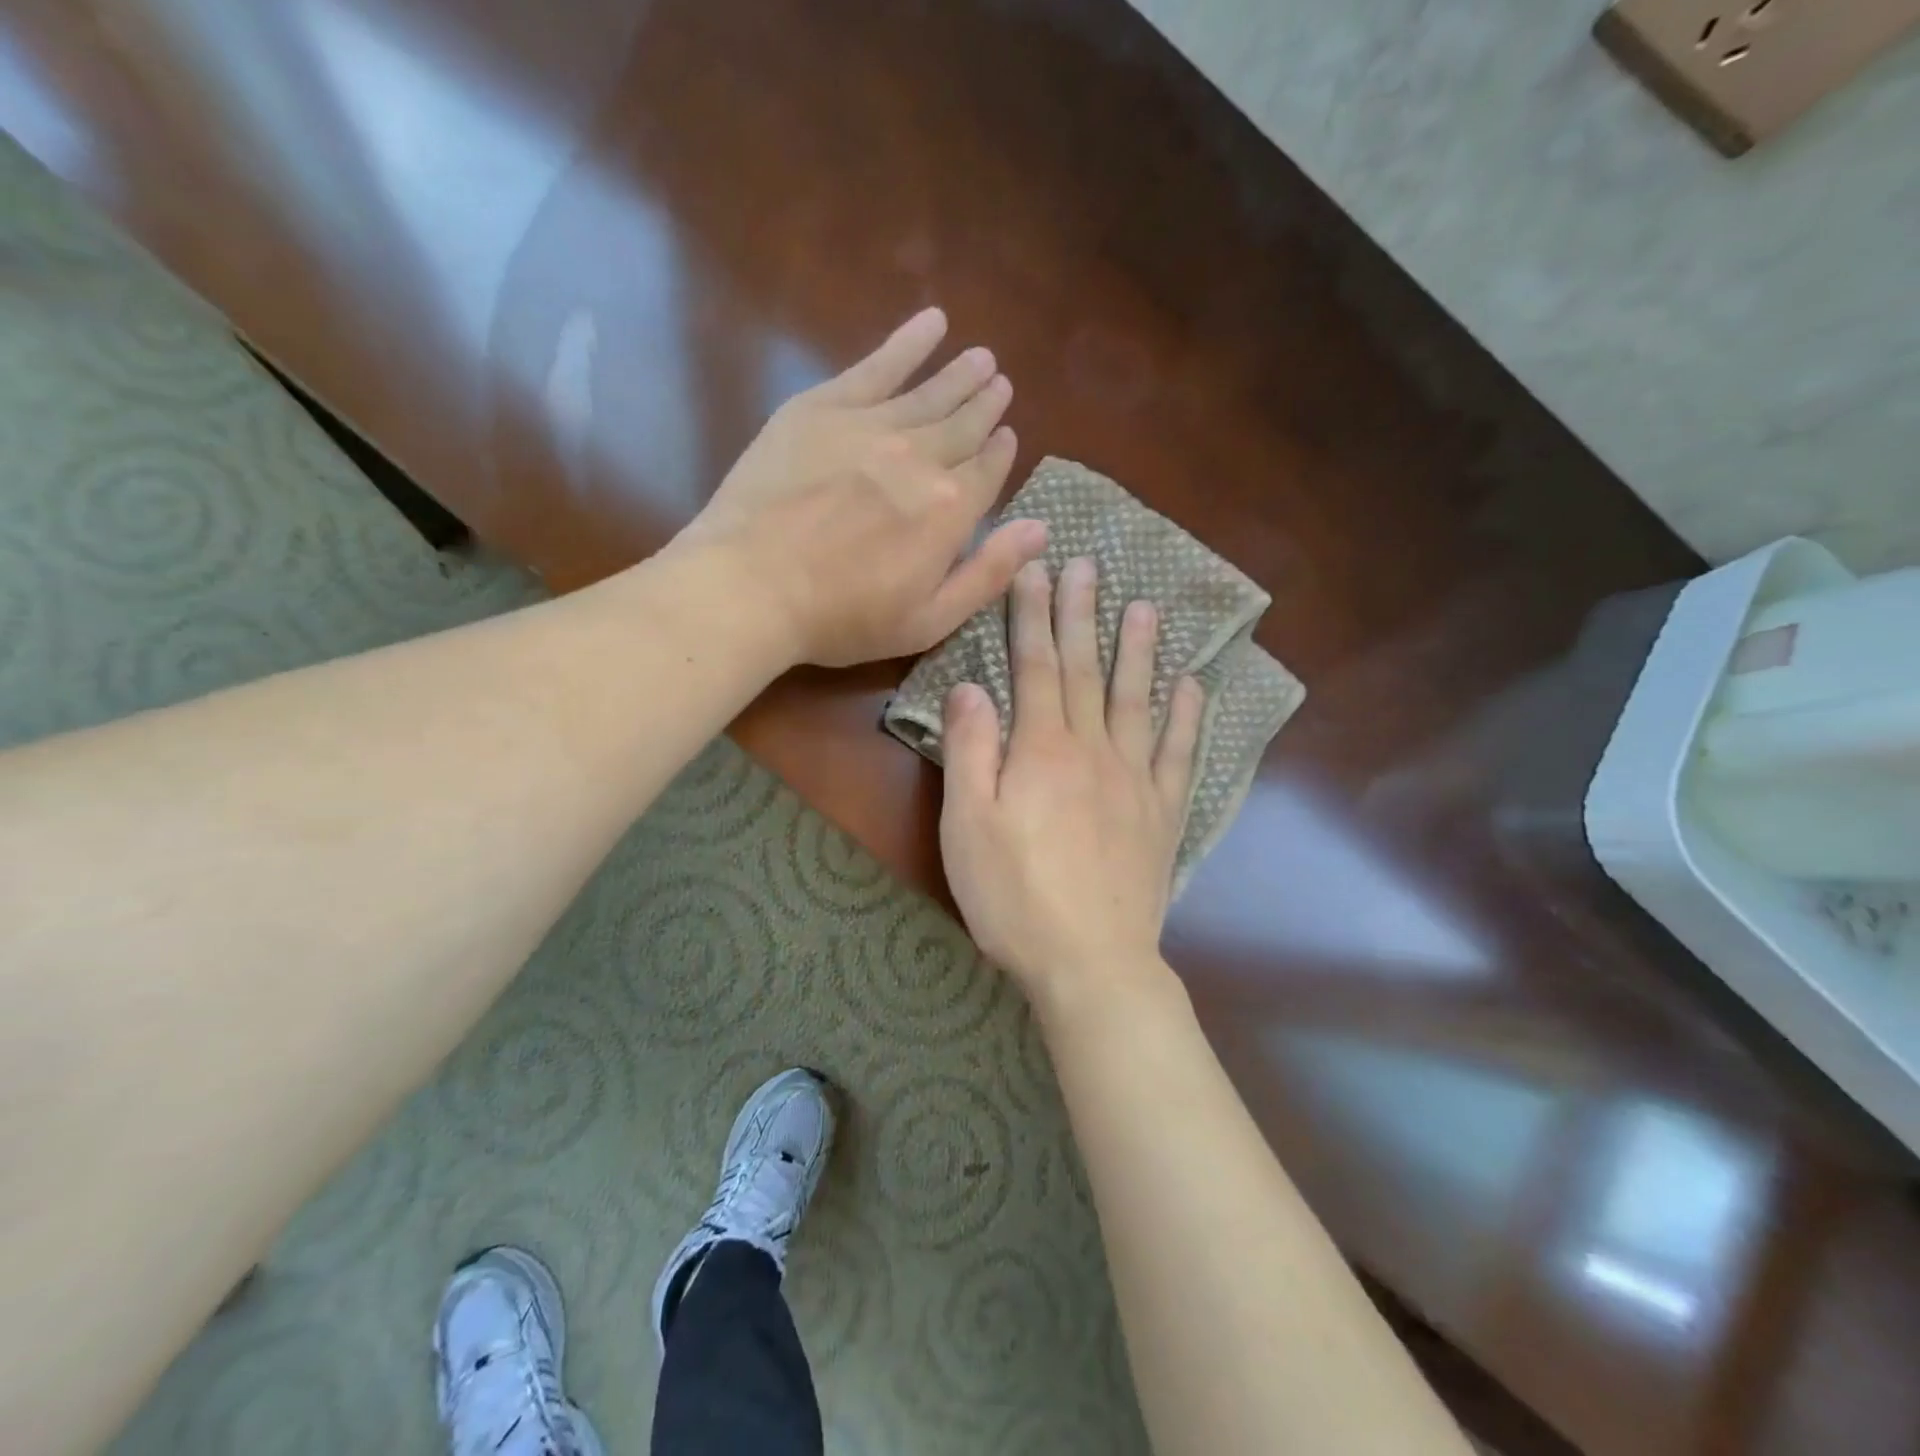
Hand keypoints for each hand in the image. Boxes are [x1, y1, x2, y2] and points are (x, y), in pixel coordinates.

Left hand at [684, 307, 1046, 667]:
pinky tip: (932, 322)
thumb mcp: (929, 620)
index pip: (988, 471)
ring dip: (959, 374)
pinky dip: (908, 342)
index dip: (1000, 453)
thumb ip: (988, 574)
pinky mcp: (823, 407)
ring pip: (930, 392)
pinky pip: (877, 365)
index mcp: (950, 510)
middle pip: (964, 425)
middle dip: (986, 405)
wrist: (752, 585)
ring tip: (980, 357)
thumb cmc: (843, 618)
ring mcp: (871, 426)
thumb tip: (1041, 528)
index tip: (1007, 436)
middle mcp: (921, 457)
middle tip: (1000, 384)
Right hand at [939, 556, 1203, 1011]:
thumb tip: (970, 687)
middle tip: (1086, 565)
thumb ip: (970, 750)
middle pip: (1086, 671)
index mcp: (1041, 750)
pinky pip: (1180, 754)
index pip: (1035, 667)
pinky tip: (1192, 687)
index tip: (1035, 571)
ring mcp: (1135, 780)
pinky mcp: (1162, 814)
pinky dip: (1187, 717)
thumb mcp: (966, 825)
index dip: (1033, 616)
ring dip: (1139, 650)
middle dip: (1082, 615)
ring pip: (1138, 700)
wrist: (1089, 962)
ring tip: (1145, 606)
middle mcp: (1093, 750)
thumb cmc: (1013, 896)